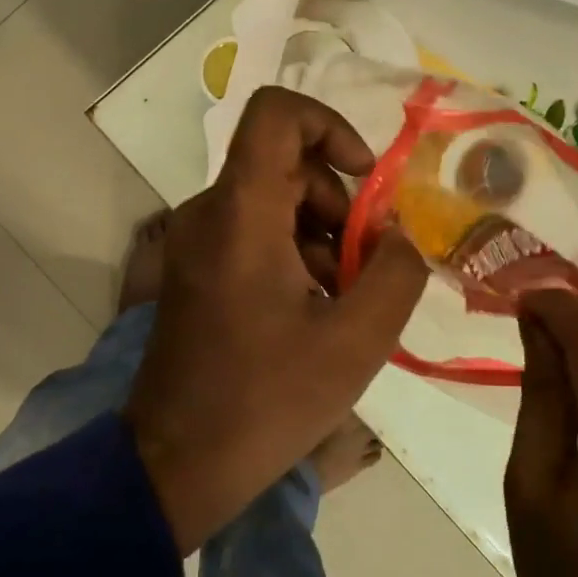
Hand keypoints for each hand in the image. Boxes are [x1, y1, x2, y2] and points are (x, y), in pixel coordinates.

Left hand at [125, 87, 427, 555]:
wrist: (178, 463)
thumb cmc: (267, 400)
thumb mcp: (357, 340)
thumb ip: (396, 272)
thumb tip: (398, 236)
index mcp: (241, 214)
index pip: (277, 113)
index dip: (331, 127)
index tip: (367, 182)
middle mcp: (209, 213)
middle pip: (286, 165)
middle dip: (340, 205)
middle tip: (364, 269)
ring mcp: (196, 243)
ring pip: (274, 202)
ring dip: (321, 237)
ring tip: (341, 302)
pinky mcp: (195, 271)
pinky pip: (254, 234)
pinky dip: (293, 255)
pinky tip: (312, 313)